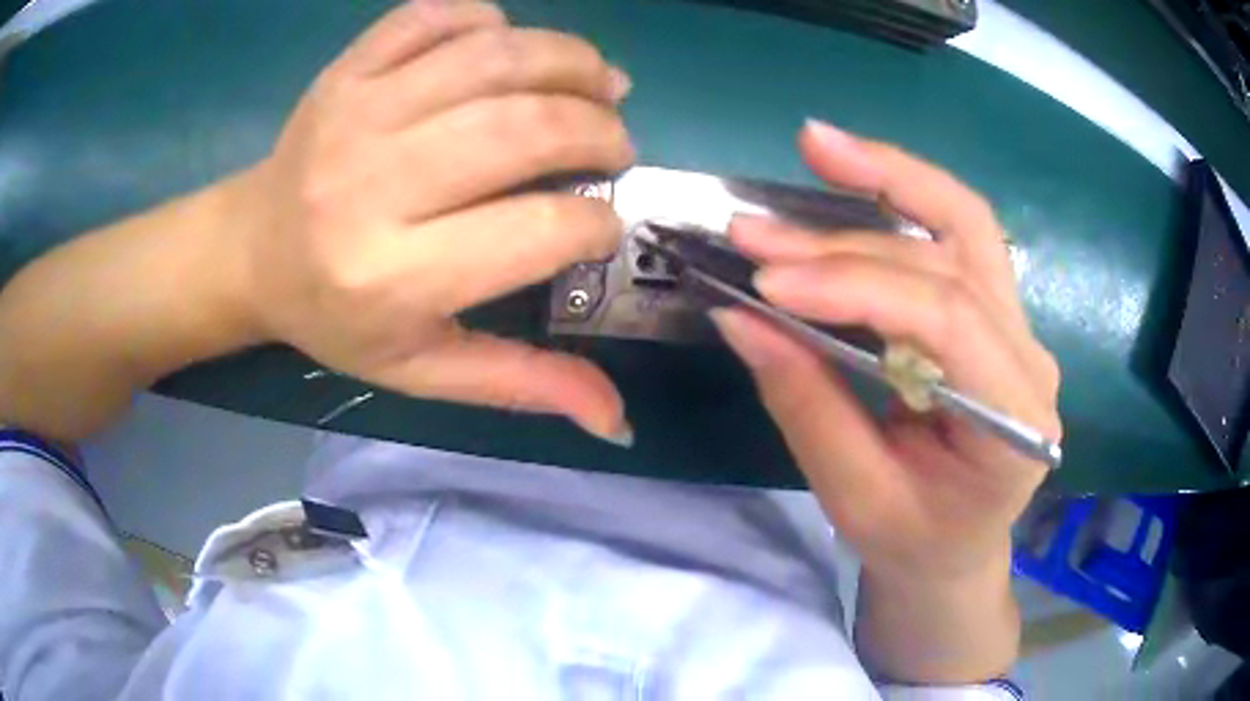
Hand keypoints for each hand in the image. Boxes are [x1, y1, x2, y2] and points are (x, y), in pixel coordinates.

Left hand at [234, 1, 634, 441]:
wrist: (250, 252)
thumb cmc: (335, 317)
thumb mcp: (421, 368)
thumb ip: (519, 383)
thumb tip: (617, 419)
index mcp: (393, 277)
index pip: (537, 231)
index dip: (595, 223)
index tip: (604, 224)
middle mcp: (373, 183)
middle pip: (525, 127)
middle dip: (599, 131)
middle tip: (616, 146)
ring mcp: (356, 110)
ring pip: (494, 56)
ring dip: (571, 61)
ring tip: (599, 83)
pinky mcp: (347, 68)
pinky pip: (437, 16)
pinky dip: (492, 20)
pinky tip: (510, 49)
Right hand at [713, 121, 1061, 582]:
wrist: (955, 550)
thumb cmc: (913, 541)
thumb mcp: (855, 497)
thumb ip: (807, 405)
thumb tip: (740, 316)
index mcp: (1015, 423)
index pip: (947, 321)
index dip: (856, 287)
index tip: (766, 281)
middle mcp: (1029, 358)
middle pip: (951, 260)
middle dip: (846, 241)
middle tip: (755, 229)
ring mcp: (1018, 327)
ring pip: (965, 223)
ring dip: (889, 177)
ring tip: (817, 145)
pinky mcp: (995, 312)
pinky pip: (956, 234)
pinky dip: (902, 195)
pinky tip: (852, 170)